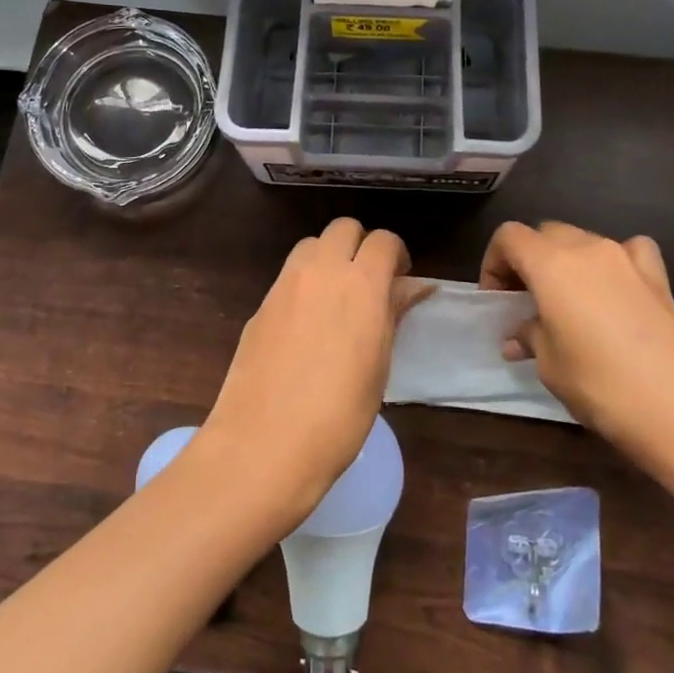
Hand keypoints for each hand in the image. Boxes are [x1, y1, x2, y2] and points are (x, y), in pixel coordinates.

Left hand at [200, 218, 429, 526]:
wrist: (263, 444)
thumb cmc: (339, 415)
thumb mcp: (379, 365)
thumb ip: (392, 314)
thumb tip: (412, 287)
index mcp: (360, 284)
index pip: (383, 240)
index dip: (396, 254)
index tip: (400, 279)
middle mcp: (320, 271)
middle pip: (343, 228)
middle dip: (361, 245)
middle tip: (370, 282)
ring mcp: (284, 285)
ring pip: (311, 245)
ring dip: (329, 257)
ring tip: (337, 298)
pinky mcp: (261, 304)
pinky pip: (289, 275)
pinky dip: (305, 282)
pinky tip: (308, 323)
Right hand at [481, 221, 673, 479]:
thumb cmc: (602, 386)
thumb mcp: (551, 366)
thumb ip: (531, 337)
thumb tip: (518, 336)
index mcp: (551, 264)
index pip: (509, 237)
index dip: (494, 262)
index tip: (497, 299)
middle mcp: (589, 249)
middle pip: (546, 233)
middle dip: (529, 259)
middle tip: (525, 300)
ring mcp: (628, 259)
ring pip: (585, 240)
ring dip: (567, 261)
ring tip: (568, 301)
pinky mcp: (660, 279)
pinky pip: (629, 252)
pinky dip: (615, 262)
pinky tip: (617, 288)